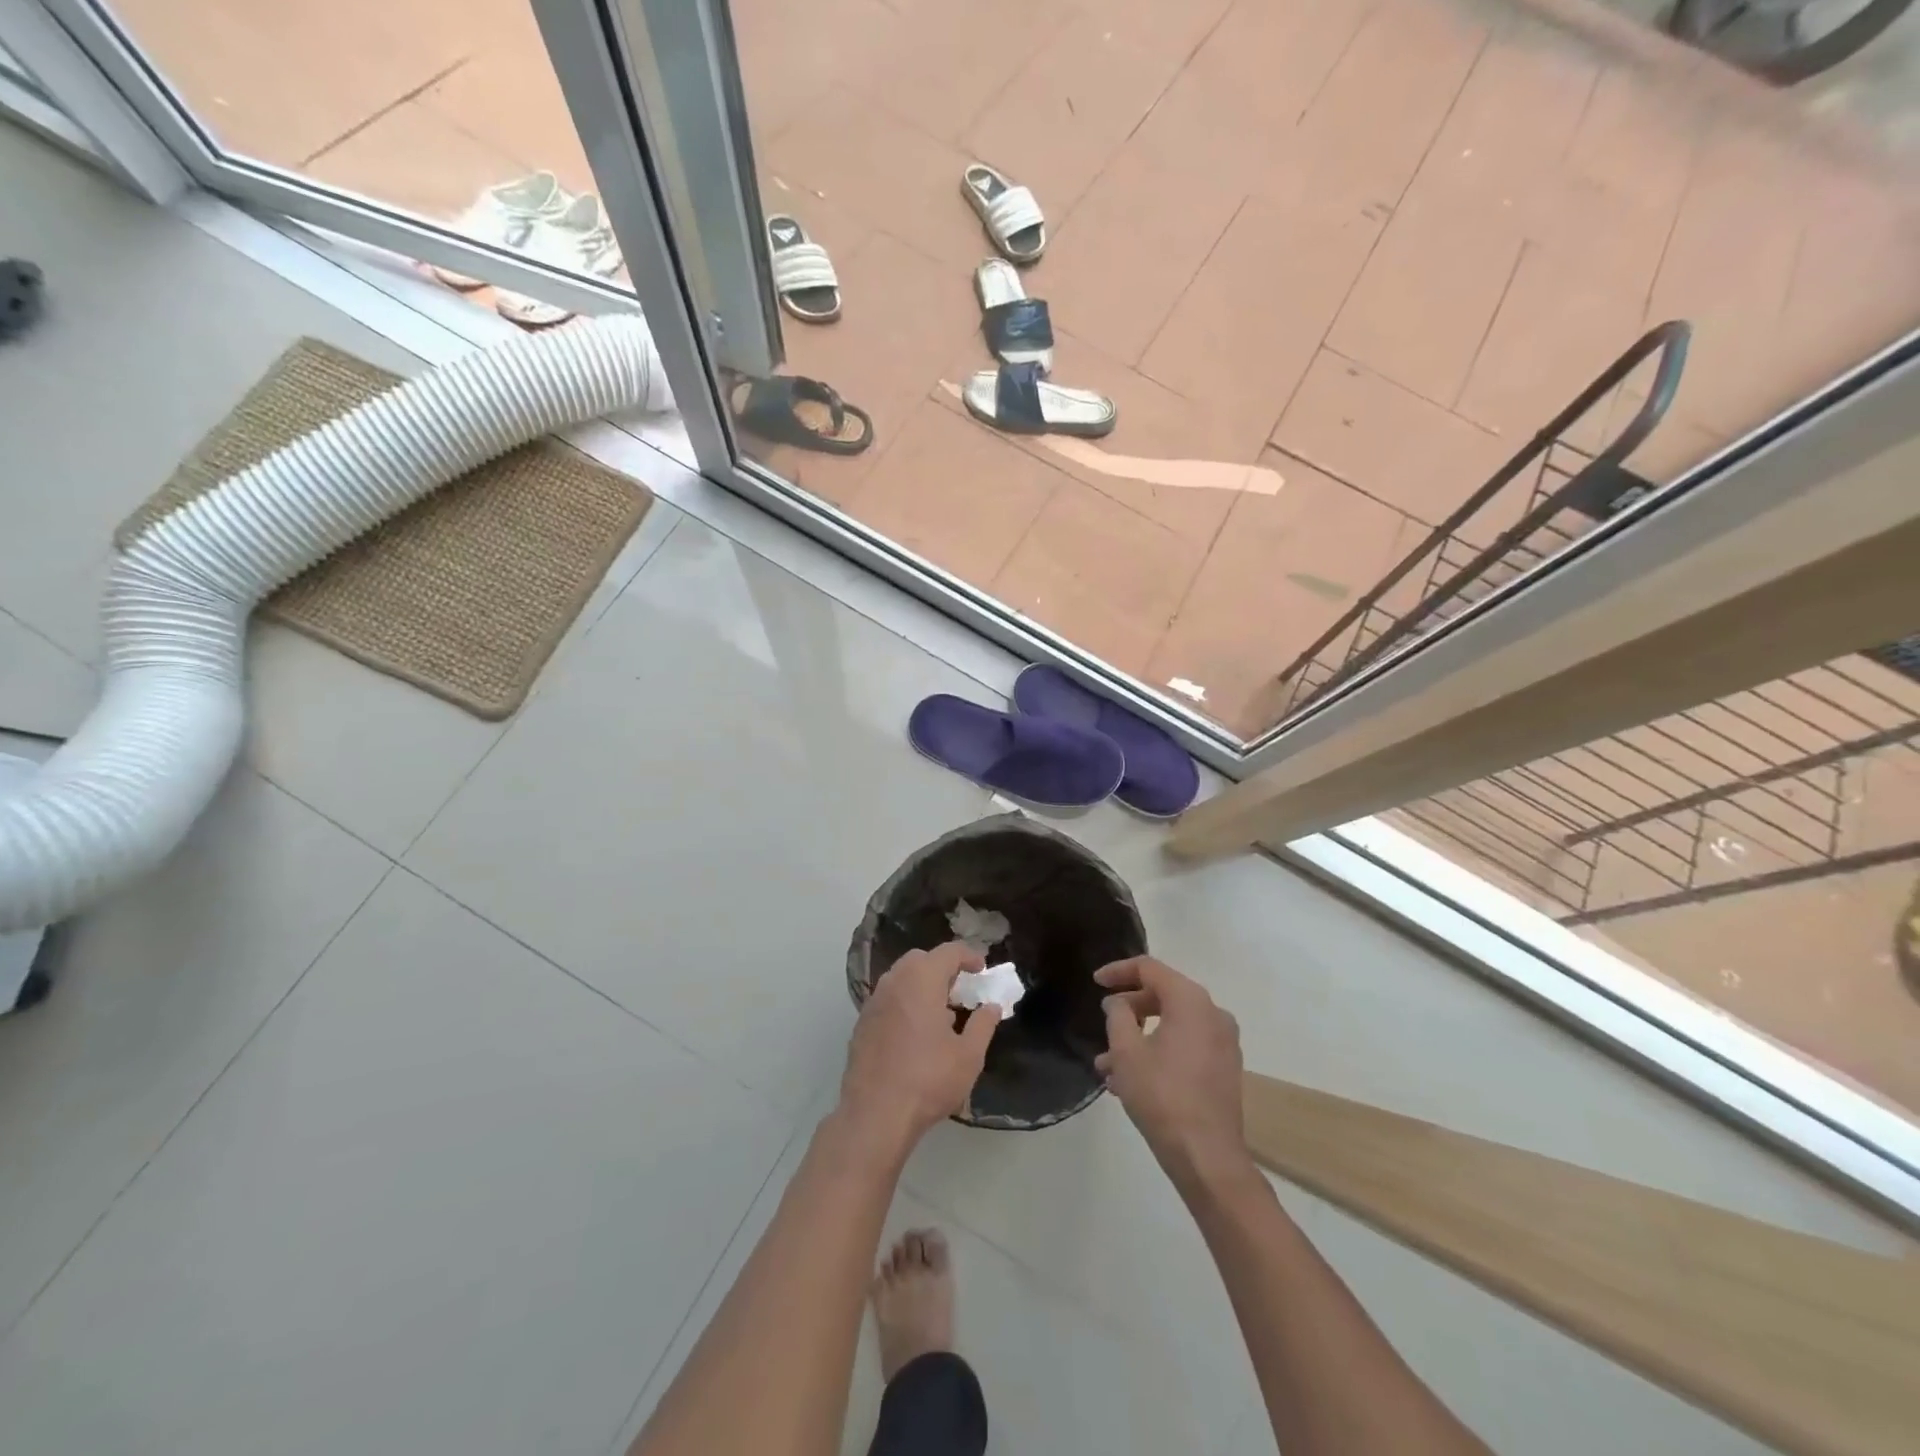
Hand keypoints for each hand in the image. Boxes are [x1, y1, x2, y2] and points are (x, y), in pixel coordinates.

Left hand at [841, 942, 1001, 1151]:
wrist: (875, 1114)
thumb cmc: (928, 1080)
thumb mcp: (968, 1056)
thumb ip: (983, 1025)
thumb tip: (992, 1007)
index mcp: (921, 980)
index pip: (948, 952)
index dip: (969, 956)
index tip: (982, 970)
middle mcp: (894, 982)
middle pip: (920, 959)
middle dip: (943, 968)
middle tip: (961, 990)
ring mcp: (873, 1002)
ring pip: (901, 979)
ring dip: (922, 985)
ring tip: (942, 1015)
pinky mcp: (862, 1024)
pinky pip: (888, 1000)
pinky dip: (905, 1003)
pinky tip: (916, 1034)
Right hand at [1096, 956, 1250, 1192]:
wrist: (1206, 1156)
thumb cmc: (1162, 1095)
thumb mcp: (1126, 1051)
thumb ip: (1117, 1015)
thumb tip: (1117, 1002)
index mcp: (1191, 1001)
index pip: (1149, 968)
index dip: (1118, 971)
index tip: (1095, 982)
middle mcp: (1213, 1013)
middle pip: (1163, 995)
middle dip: (1128, 1008)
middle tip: (1103, 1022)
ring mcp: (1223, 1042)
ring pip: (1172, 1024)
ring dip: (1139, 1036)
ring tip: (1107, 1065)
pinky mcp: (1224, 1068)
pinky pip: (1186, 1045)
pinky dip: (1159, 1051)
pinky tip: (1131, 1080)